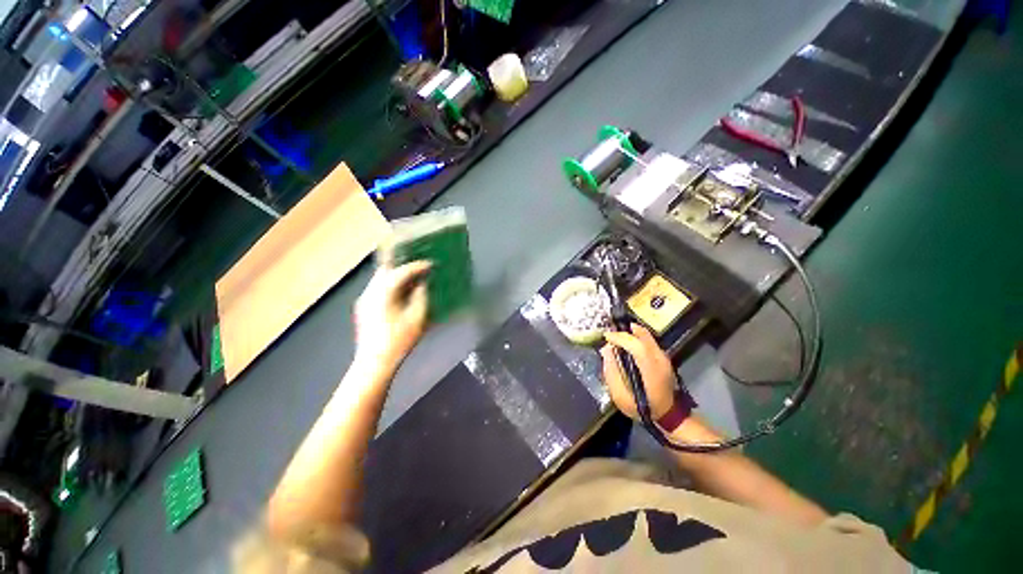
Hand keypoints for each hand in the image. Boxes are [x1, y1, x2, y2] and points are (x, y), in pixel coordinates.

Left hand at [353, 261, 430, 368]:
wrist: (375, 362)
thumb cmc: (399, 340)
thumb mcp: (417, 317)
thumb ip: (421, 296)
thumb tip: (423, 284)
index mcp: (384, 292)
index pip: (402, 271)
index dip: (418, 266)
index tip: (431, 264)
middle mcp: (371, 291)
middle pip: (386, 269)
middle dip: (403, 265)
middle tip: (419, 267)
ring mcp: (365, 299)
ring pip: (380, 278)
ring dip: (397, 276)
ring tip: (413, 279)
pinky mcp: (364, 308)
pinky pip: (378, 289)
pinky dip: (391, 286)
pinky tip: (402, 294)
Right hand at [600, 323, 676, 419]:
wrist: (667, 415)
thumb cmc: (641, 407)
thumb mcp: (620, 395)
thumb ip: (611, 372)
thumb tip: (606, 350)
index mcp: (650, 370)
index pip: (637, 345)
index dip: (620, 338)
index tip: (606, 337)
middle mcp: (659, 360)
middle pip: (643, 336)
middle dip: (625, 333)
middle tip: (610, 335)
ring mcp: (664, 358)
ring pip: (647, 336)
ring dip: (631, 333)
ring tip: (617, 337)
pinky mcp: (664, 358)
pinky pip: (649, 341)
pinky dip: (637, 337)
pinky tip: (628, 343)